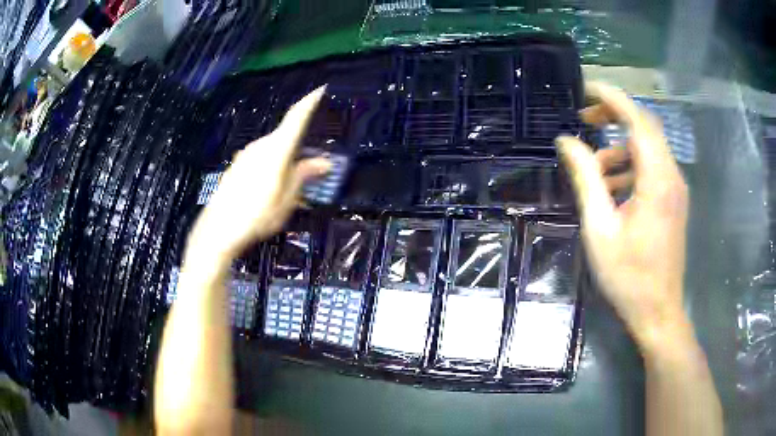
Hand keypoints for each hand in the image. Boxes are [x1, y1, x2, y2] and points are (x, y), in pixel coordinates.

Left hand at [188, 86, 330, 263]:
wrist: (219, 228)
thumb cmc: (257, 214)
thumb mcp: (287, 199)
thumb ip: (304, 176)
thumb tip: (324, 163)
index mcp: (277, 149)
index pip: (296, 117)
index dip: (310, 102)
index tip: (321, 89)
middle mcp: (261, 145)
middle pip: (286, 137)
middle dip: (300, 148)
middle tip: (312, 171)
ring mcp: (246, 154)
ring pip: (274, 150)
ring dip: (286, 161)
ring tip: (291, 189)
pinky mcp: (237, 165)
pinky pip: (261, 159)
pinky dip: (272, 167)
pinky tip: (271, 190)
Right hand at [555, 82, 689, 348]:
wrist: (658, 312)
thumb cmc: (628, 276)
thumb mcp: (600, 228)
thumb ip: (585, 179)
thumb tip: (566, 142)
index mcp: (657, 180)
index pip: (637, 119)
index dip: (611, 97)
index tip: (584, 89)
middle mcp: (672, 176)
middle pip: (644, 128)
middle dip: (613, 117)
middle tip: (584, 123)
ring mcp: (675, 189)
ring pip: (647, 149)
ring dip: (619, 149)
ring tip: (594, 172)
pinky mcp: (673, 201)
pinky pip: (651, 169)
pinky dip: (630, 168)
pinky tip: (613, 191)